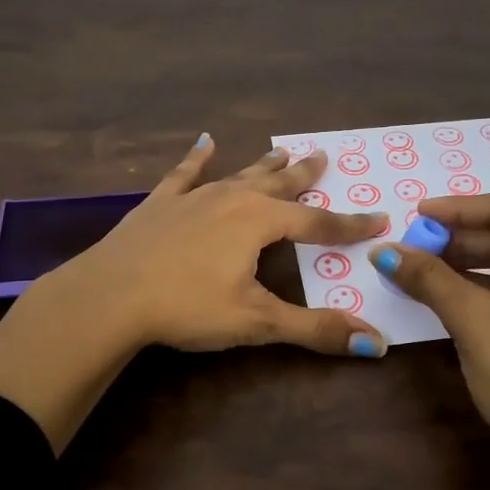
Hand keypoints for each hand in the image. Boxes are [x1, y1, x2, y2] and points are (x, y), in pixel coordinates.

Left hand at [62, 133, 389, 355]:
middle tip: (324, 156)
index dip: (351, 225)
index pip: (318, 223)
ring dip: (263, 165)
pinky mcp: (159, 204)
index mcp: (260, 222)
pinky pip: (184, 174)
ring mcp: (193, 197)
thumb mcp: (257, 322)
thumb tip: (377, 346)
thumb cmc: (188, 307)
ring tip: (282, 150)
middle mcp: (232, 199)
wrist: (109, 295)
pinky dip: (197, 159)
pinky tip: (204, 143)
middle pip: (279, 185)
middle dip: (304, 175)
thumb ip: (316, 330)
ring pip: (238, 174)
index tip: (380, 217)